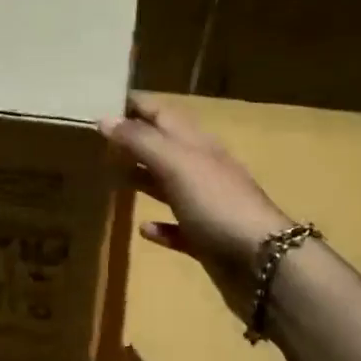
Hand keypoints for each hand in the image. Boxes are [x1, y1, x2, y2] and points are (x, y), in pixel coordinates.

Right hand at [100, 93, 293, 314]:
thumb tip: (105, 118)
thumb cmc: (217, 203)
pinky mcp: (207, 240)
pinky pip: (179, 229)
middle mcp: (202, 170)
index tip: (103, 99)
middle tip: (98, 141)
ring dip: (144, 179)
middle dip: (134, 141)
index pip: (163, 114)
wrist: (263, 260)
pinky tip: (143, 229)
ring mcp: (207, 206)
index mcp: (197, 144)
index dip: (136, 105)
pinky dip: (161, 227)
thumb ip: (140, 141)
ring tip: (111, 177)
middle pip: (164, 148)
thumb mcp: (176, 164)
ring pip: (170, 185)